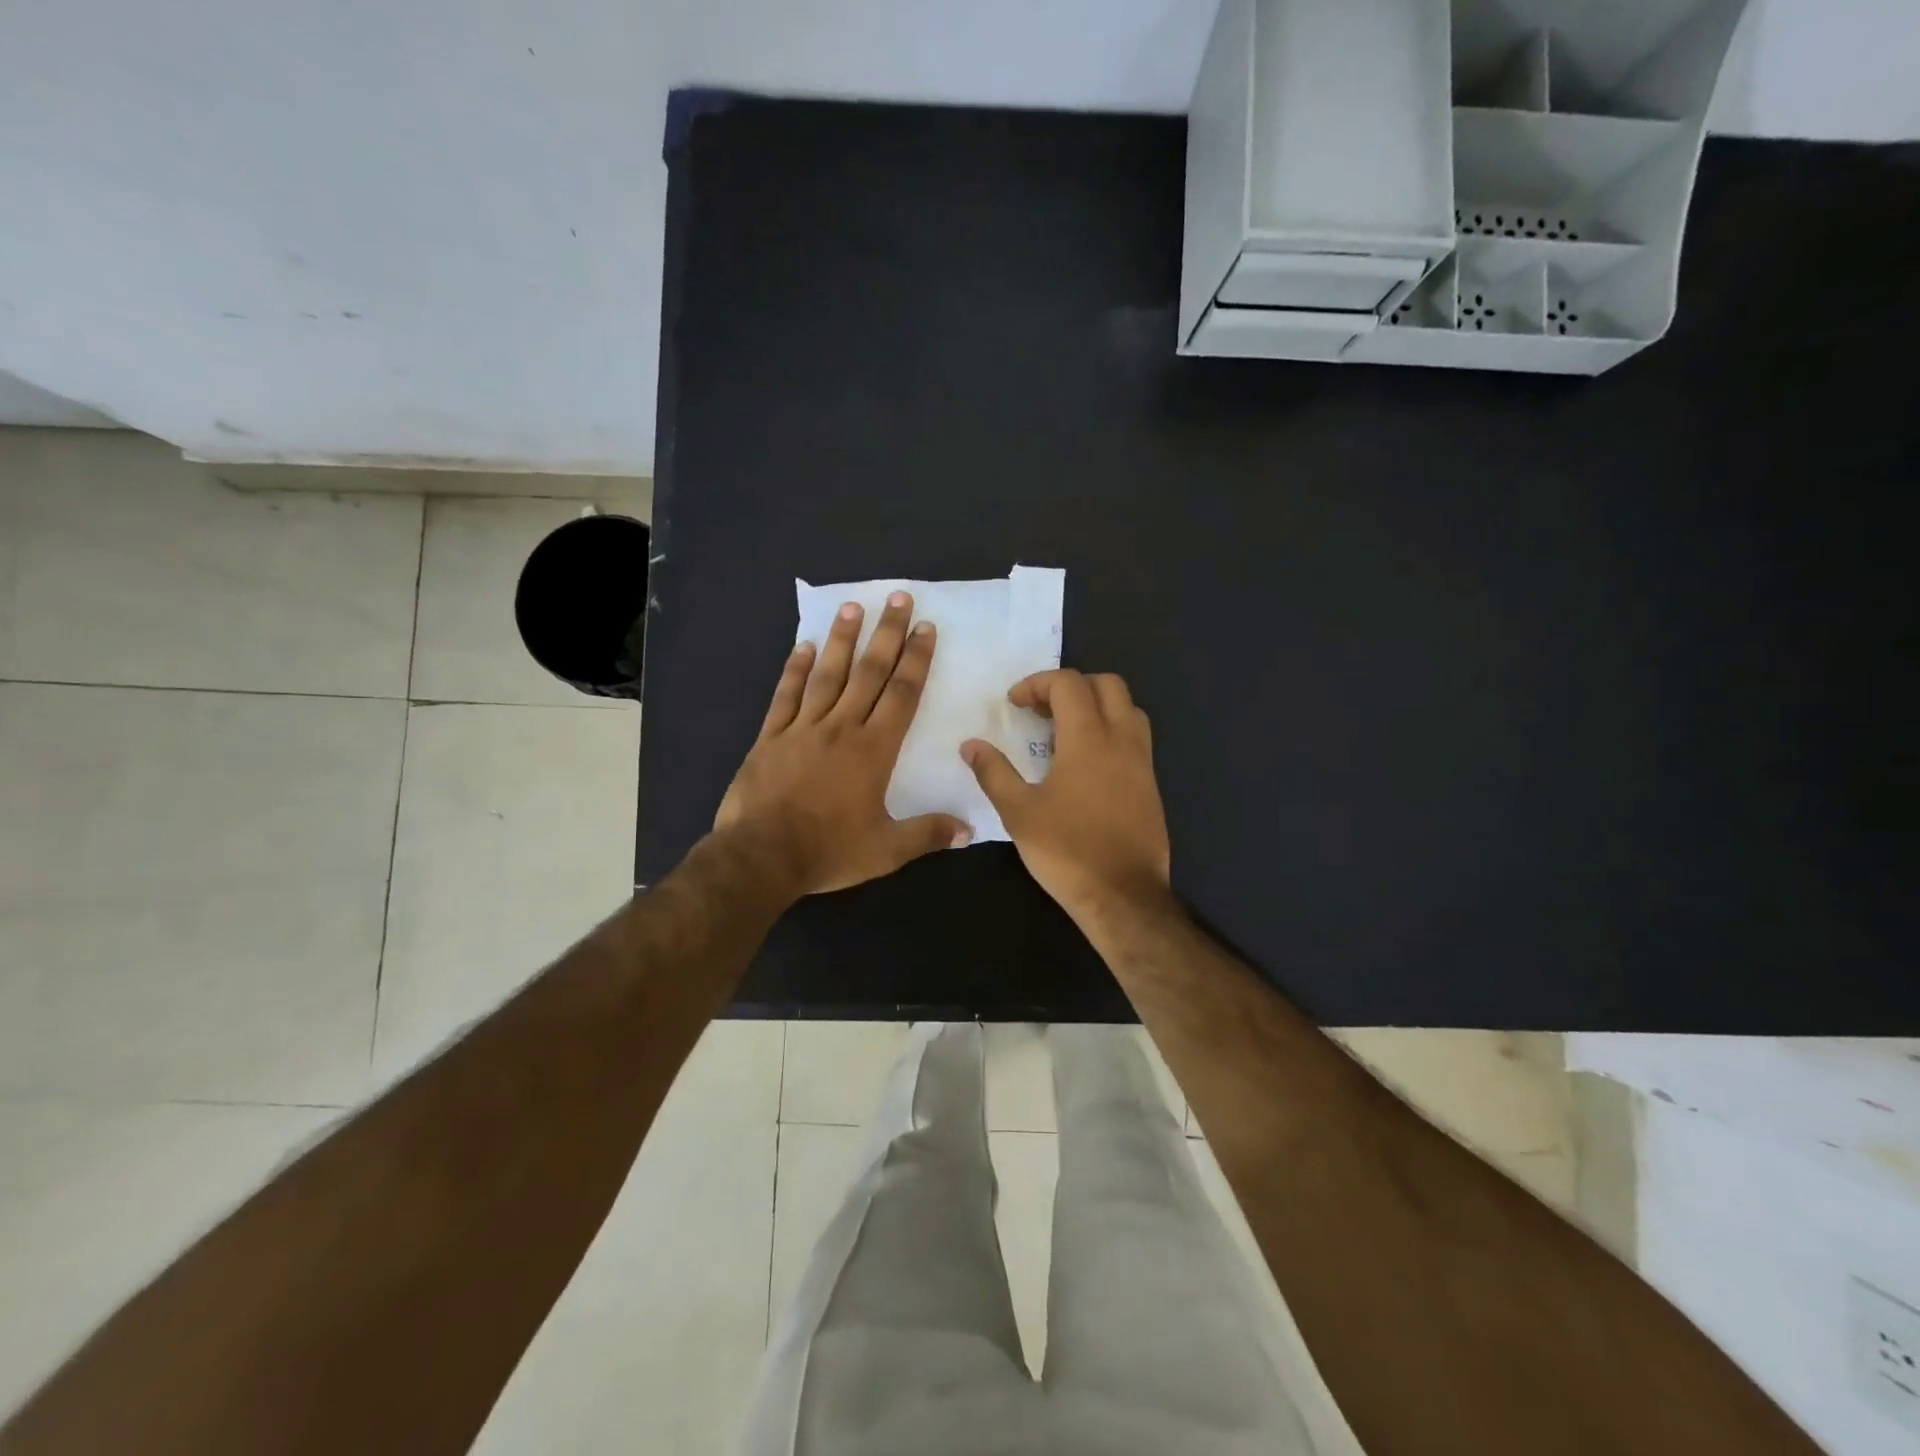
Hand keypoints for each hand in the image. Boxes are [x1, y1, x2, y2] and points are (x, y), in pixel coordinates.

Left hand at [716, 591, 970, 896]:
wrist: (760, 857)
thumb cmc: (828, 851)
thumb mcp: (886, 851)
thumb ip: (928, 834)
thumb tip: (970, 829)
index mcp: (873, 750)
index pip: (901, 695)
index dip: (916, 660)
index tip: (925, 628)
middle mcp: (841, 728)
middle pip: (868, 673)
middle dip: (886, 634)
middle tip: (898, 598)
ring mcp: (802, 729)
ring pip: (827, 675)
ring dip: (842, 640)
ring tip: (853, 607)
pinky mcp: (770, 738)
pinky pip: (785, 696)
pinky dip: (794, 670)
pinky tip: (803, 646)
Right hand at [961, 670, 1170, 919]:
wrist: (1123, 896)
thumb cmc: (1067, 851)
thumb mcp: (1018, 813)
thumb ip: (994, 772)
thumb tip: (970, 745)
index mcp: (1088, 739)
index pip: (1068, 683)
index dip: (1037, 684)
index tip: (1014, 704)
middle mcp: (1122, 740)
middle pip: (1107, 684)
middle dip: (1071, 686)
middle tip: (1042, 710)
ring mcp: (1142, 762)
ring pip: (1128, 708)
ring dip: (1096, 705)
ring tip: (1065, 732)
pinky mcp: (1151, 784)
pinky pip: (1135, 737)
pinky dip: (1111, 731)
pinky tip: (1087, 764)